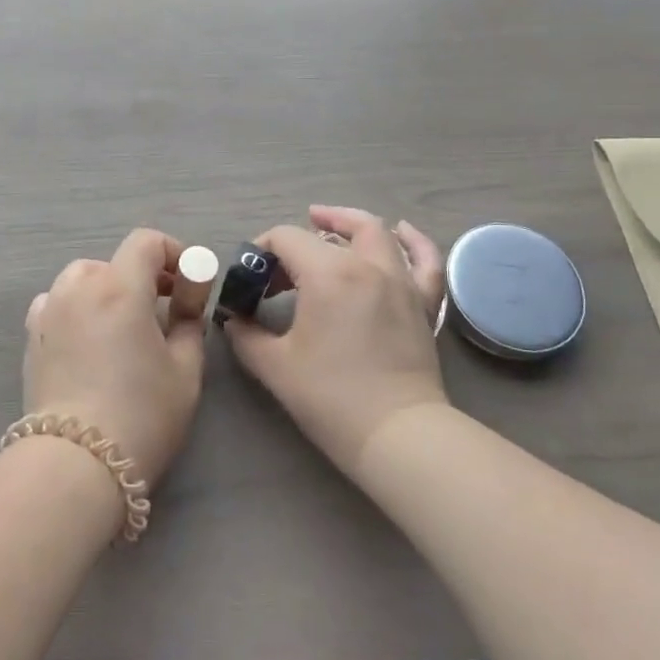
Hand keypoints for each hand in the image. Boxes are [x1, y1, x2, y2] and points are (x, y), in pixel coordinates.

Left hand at [22, 228, 205, 487]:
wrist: (76, 464)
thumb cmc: (142, 415)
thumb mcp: (185, 369)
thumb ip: (190, 320)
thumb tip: (188, 296)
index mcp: (119, 288)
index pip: (145, 242)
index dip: (173, 253)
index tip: (188, 283)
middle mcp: (78, 288)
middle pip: (113, 261)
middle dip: (142, 276)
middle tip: (163, 310)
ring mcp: (49, 312)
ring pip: (81, 280)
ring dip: (106, 290)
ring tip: (123, 325)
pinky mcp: (32, 338)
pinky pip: (57, 304)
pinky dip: (77, 308)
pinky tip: (88, 339)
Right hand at [225, 206, 448, 474]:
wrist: (397, 435)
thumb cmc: (330, 398)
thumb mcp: (274, 366)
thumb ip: (245, 335)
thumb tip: (233, 321)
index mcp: (328, 273)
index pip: (286, 238)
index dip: (261, 250)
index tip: (251, 279)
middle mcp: (367, 265)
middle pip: (332, 228)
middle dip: (300, 236)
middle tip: (280, 258)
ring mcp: (401, 282)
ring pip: (378, 233)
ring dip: (349, 224)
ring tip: (328, 226)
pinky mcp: (423, 303)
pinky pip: (425, 260)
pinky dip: (413, 241)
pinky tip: (401, 232)